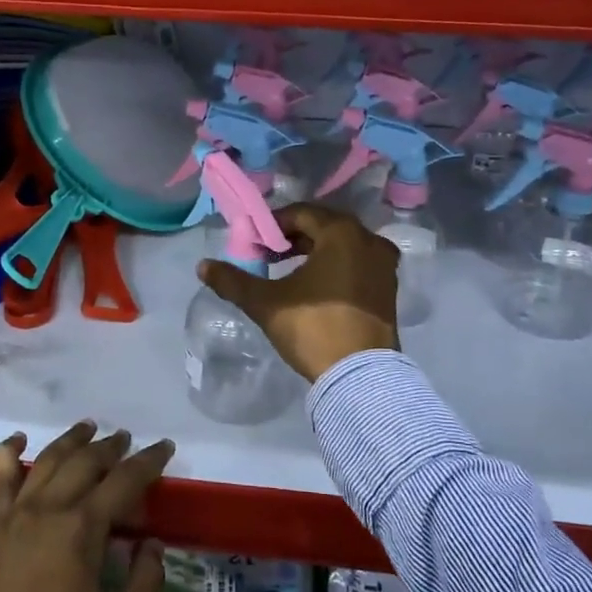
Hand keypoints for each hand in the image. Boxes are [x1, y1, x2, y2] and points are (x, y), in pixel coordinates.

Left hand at [0, 423, 174, 591]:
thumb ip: (142, 583)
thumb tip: (152, 544)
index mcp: (82, 530)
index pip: (123, 481)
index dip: (148, 462)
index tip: (165, 448)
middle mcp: (50, 509)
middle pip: (85, 462)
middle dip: (112, 447)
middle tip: (129, 441)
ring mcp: (18, 515)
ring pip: (48, 460)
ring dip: (72, 440)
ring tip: (89, 428)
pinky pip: (1, 479)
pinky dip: (9, 452)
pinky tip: (20, 440)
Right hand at [196, 202, 400, 381]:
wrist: (361, 377)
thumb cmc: (314, 328)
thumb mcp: (266, 303)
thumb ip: (233, 281)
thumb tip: (202, 266)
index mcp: (342, 233)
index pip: (300, 214)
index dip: (272, 225)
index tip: (253, 243)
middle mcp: (369, 240)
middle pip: (323, 226)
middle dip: (293, 237)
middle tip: (268, 254)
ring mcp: (384, 264)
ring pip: (342, 245)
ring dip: (314, 250)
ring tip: (288, 269)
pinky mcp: (389, 287)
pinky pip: (357, 262)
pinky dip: (335, 265)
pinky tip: (316, 285)